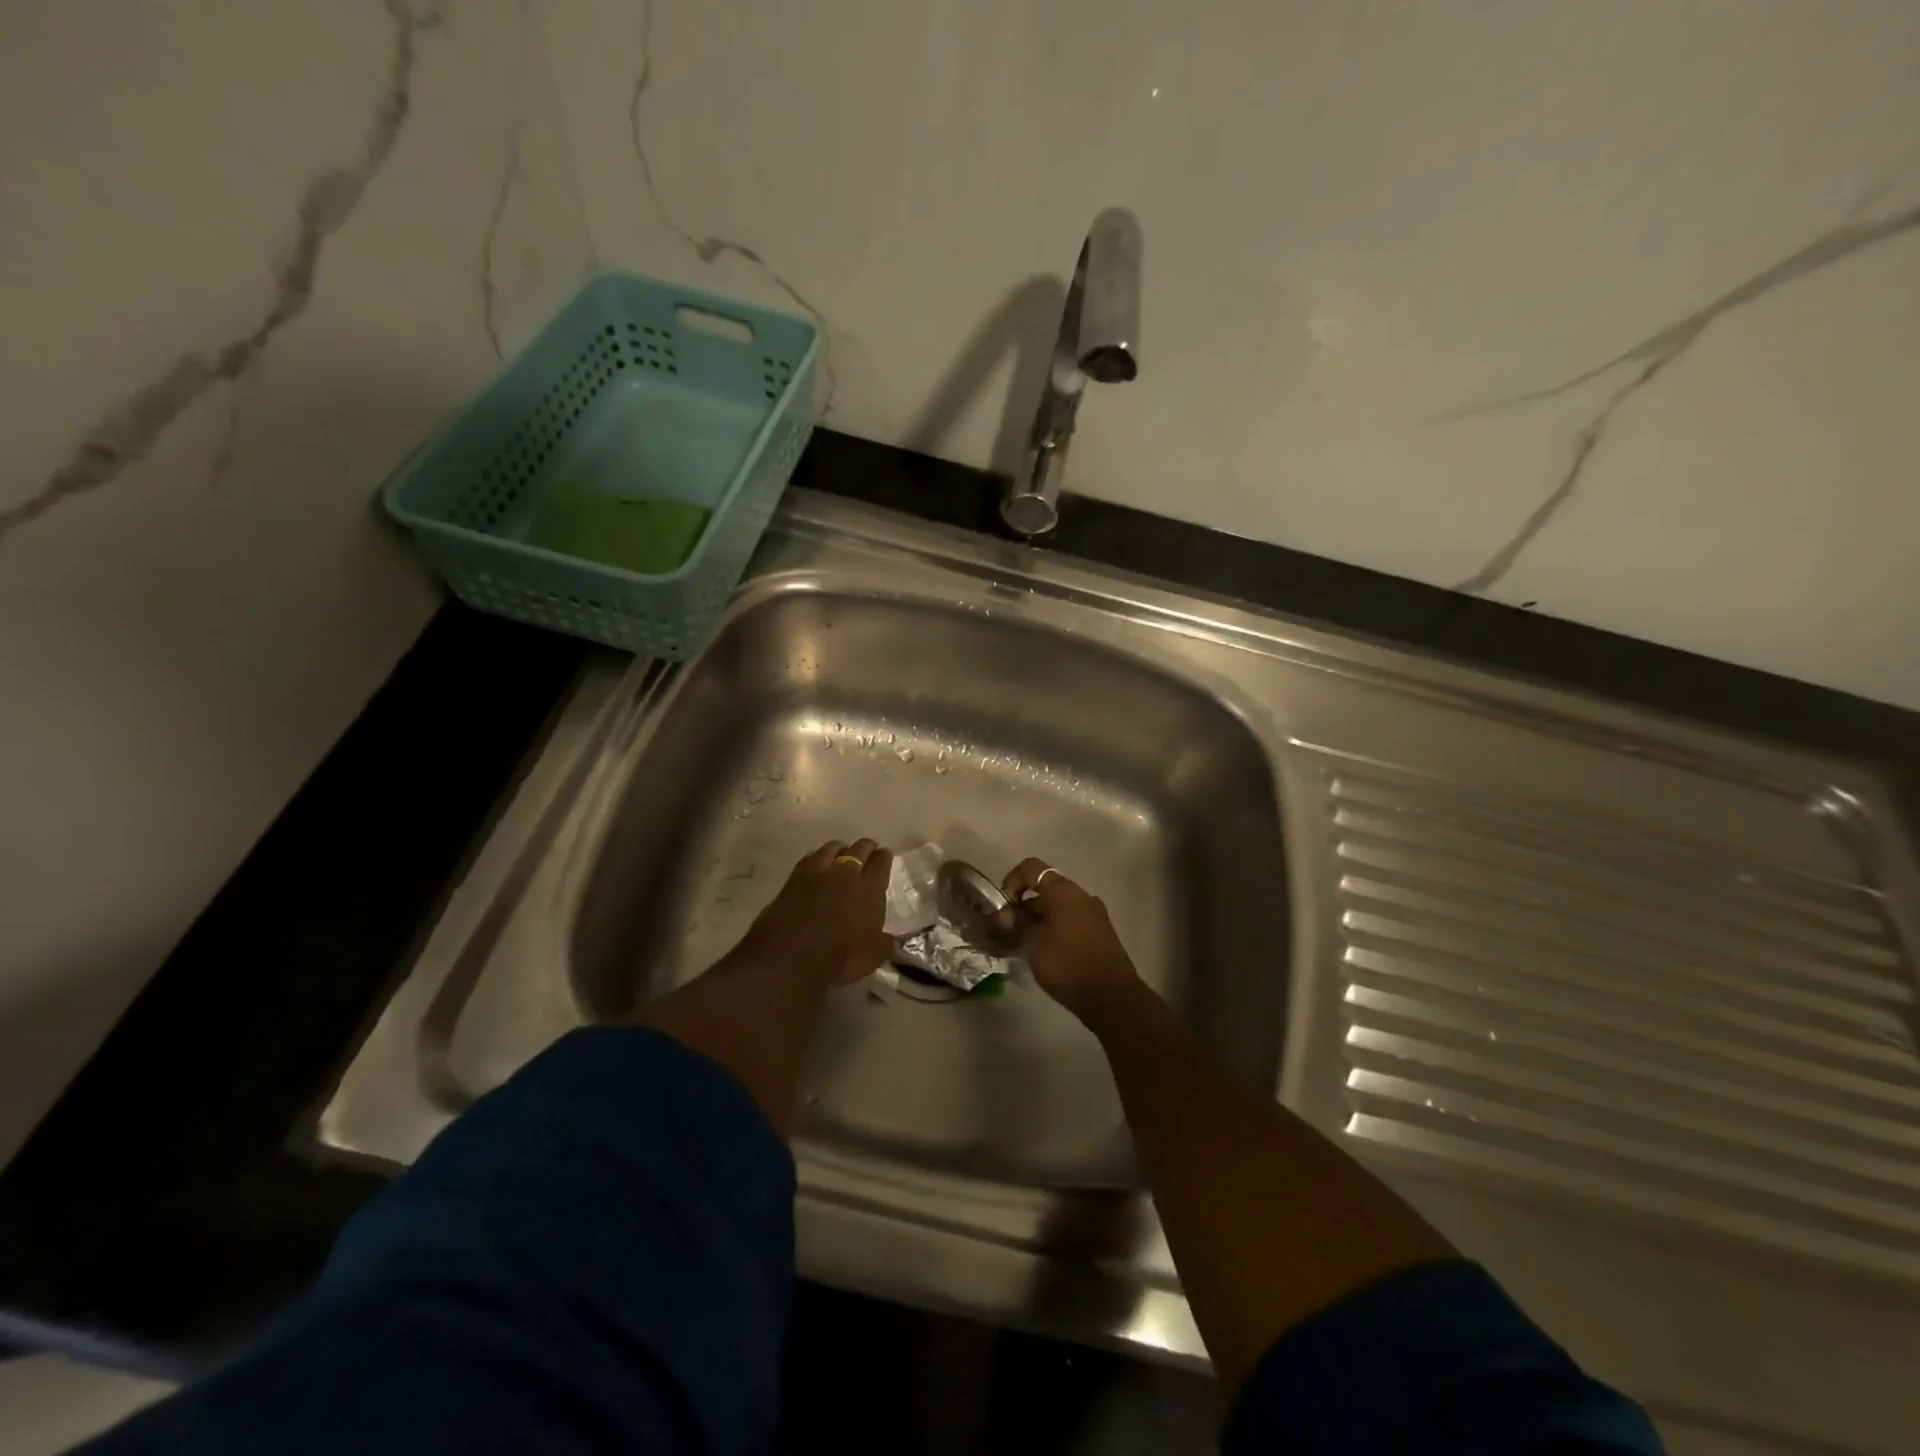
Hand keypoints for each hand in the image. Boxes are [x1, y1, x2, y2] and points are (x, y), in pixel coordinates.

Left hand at [730, 838, 893, 986]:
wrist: (790, 957)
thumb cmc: (839, 958)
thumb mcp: (872, 956)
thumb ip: (886, 944)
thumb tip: (895, 942)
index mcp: (870, 888)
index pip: (882, 861)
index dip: (885, 857)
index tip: (885, 856)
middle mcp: (846, 873)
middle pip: (859, 848)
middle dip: (866, 848)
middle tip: (867, 853)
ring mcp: (817, 873)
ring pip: (832, 847)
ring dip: (839, 849)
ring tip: (841, 855)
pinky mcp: (793, 879)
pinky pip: (809, 858)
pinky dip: (816, 858)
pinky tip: (815, 865)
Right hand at [999, 858, 1140, 1020]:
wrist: (1112, 996)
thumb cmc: (1067, 964)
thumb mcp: (1034, 944)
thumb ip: (1017, 923)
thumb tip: (1004, 913)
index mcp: (1064, 891)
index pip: (1032, 868)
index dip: (1012, 881)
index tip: (1002, 906)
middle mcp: (1081, 896)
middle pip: (1045, 889)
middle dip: (1023, 906)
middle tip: (1006, 931)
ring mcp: (1094, 914)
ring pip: (1058, 908)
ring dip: (1037, 920)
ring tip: (1021, 945)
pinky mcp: (1100, 933)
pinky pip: (1070, 922)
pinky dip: (1053, 930)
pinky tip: (1043, 953)